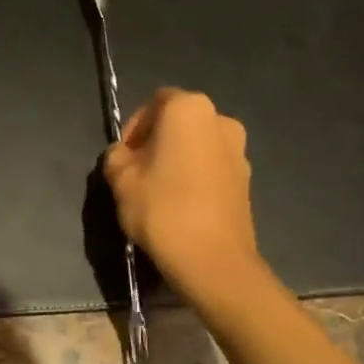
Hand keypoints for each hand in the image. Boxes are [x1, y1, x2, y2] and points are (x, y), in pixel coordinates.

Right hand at [103, 88, 262, 307]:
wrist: (212, 259)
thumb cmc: (161, 209)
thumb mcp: (120, 180)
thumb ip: (116, 156)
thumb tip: (124, 155)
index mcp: (188, 109)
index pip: (154, 103)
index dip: (134, 128)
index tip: (123, 157)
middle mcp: (220, 120)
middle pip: (179, 123)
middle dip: (157, 143)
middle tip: (137, 173)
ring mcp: (239, 151)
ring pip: (198, 146)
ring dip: (178, 160)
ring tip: (158, 192)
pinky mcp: (247, 180)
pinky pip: (212, 168)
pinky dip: (195, 178)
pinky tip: (181, 206)